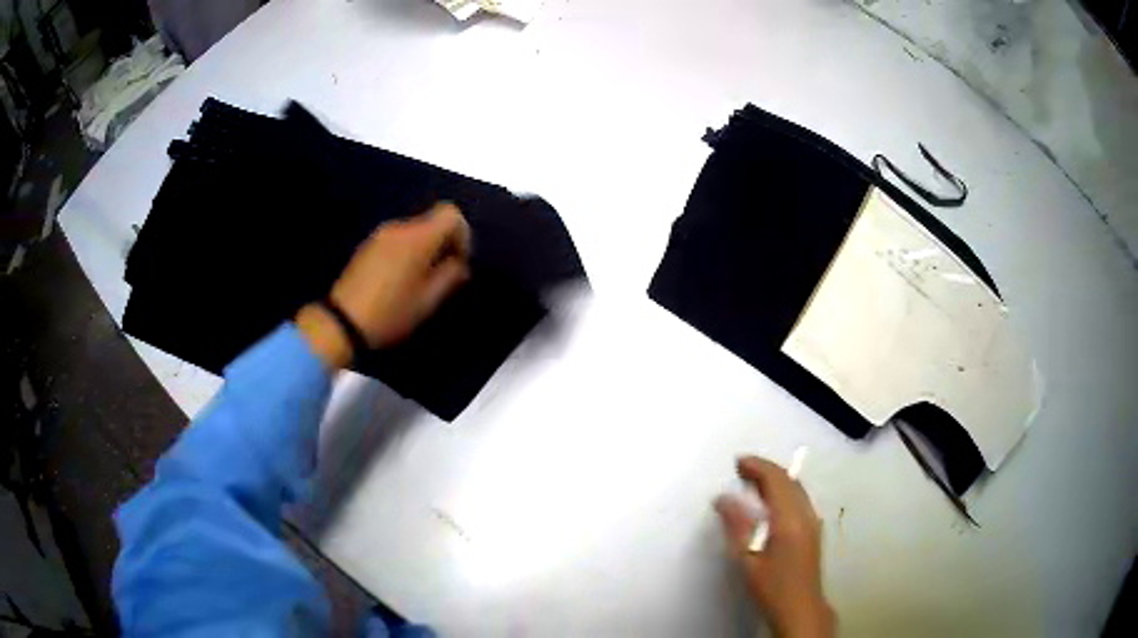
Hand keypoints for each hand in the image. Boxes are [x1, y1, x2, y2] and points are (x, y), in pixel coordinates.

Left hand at [296, 202, 470, 368]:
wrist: (342, 322)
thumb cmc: (391, 312)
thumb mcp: (428, 301)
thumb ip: (450, 276)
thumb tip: (460, 264)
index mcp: (418, 237)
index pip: (450, 213)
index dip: (462, 234)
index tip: (458, 262)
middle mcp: (399, 227)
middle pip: (432, 222)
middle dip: (443, 244)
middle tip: (442, 276)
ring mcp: (380, 235)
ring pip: (414, 232)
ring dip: (424, 250)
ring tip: (420, 282)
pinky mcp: (367, 246)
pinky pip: (397, 240)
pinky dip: (407, 253)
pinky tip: (399, 281)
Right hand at [715, 457, 834, 637]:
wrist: (801, 607)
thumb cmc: (770, 586)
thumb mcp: (747, 560)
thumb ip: (736, 526)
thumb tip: (723, 498)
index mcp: (790, 519)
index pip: (776, 480)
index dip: (758, 466)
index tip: (737, 462)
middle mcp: (806, 514)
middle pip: (789, 480)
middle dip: (766, 469)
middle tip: (741, 469)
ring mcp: (813, 521)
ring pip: (796, 488)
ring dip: (776, 479)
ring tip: (752, 481)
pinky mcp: (814, 529)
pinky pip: (799, 498)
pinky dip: (784, 490)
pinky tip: (770, 501)